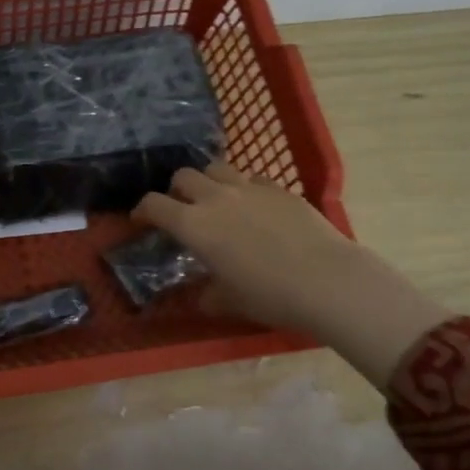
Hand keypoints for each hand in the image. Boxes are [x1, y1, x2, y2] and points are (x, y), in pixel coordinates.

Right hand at [133, 160, 448, 389]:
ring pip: (217, 167)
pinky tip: (254, 207)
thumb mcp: (228, 301)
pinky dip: (244, 187)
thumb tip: (202, 296)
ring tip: (216, 200)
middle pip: (183, 176)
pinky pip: (252, 178)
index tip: (142, 220)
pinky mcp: (280, 189)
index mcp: (193, 225)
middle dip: (176, 190)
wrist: (327, 281)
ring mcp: (249, 188)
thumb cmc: (269, 295)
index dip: (142, 210)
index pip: (153, 204)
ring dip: (209, 181)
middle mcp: (215, 198)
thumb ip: (207, 294)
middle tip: (182, 209)